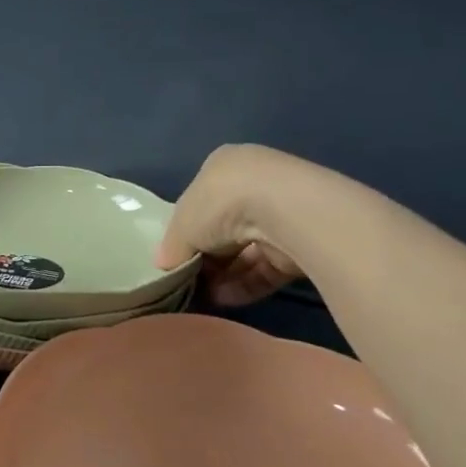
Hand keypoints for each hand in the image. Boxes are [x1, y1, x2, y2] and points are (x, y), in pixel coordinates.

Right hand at [157, 145, 305, 305]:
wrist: (285, 210)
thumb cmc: (220, 203)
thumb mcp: (181, 225)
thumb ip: (171, 247)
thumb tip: (164, 265)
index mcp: (223, 167)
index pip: (200, 203)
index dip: (186, 233)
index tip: (177, 258)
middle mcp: (254, 184)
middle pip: (223, 229)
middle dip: (207, 258)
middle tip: (190, 282)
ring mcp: (282, 213)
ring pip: (246, 250)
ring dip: (224, 276)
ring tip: (204, 297)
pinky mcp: (302, 242)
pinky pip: (267, 266)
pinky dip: (245, 283)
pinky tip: (225, 299)